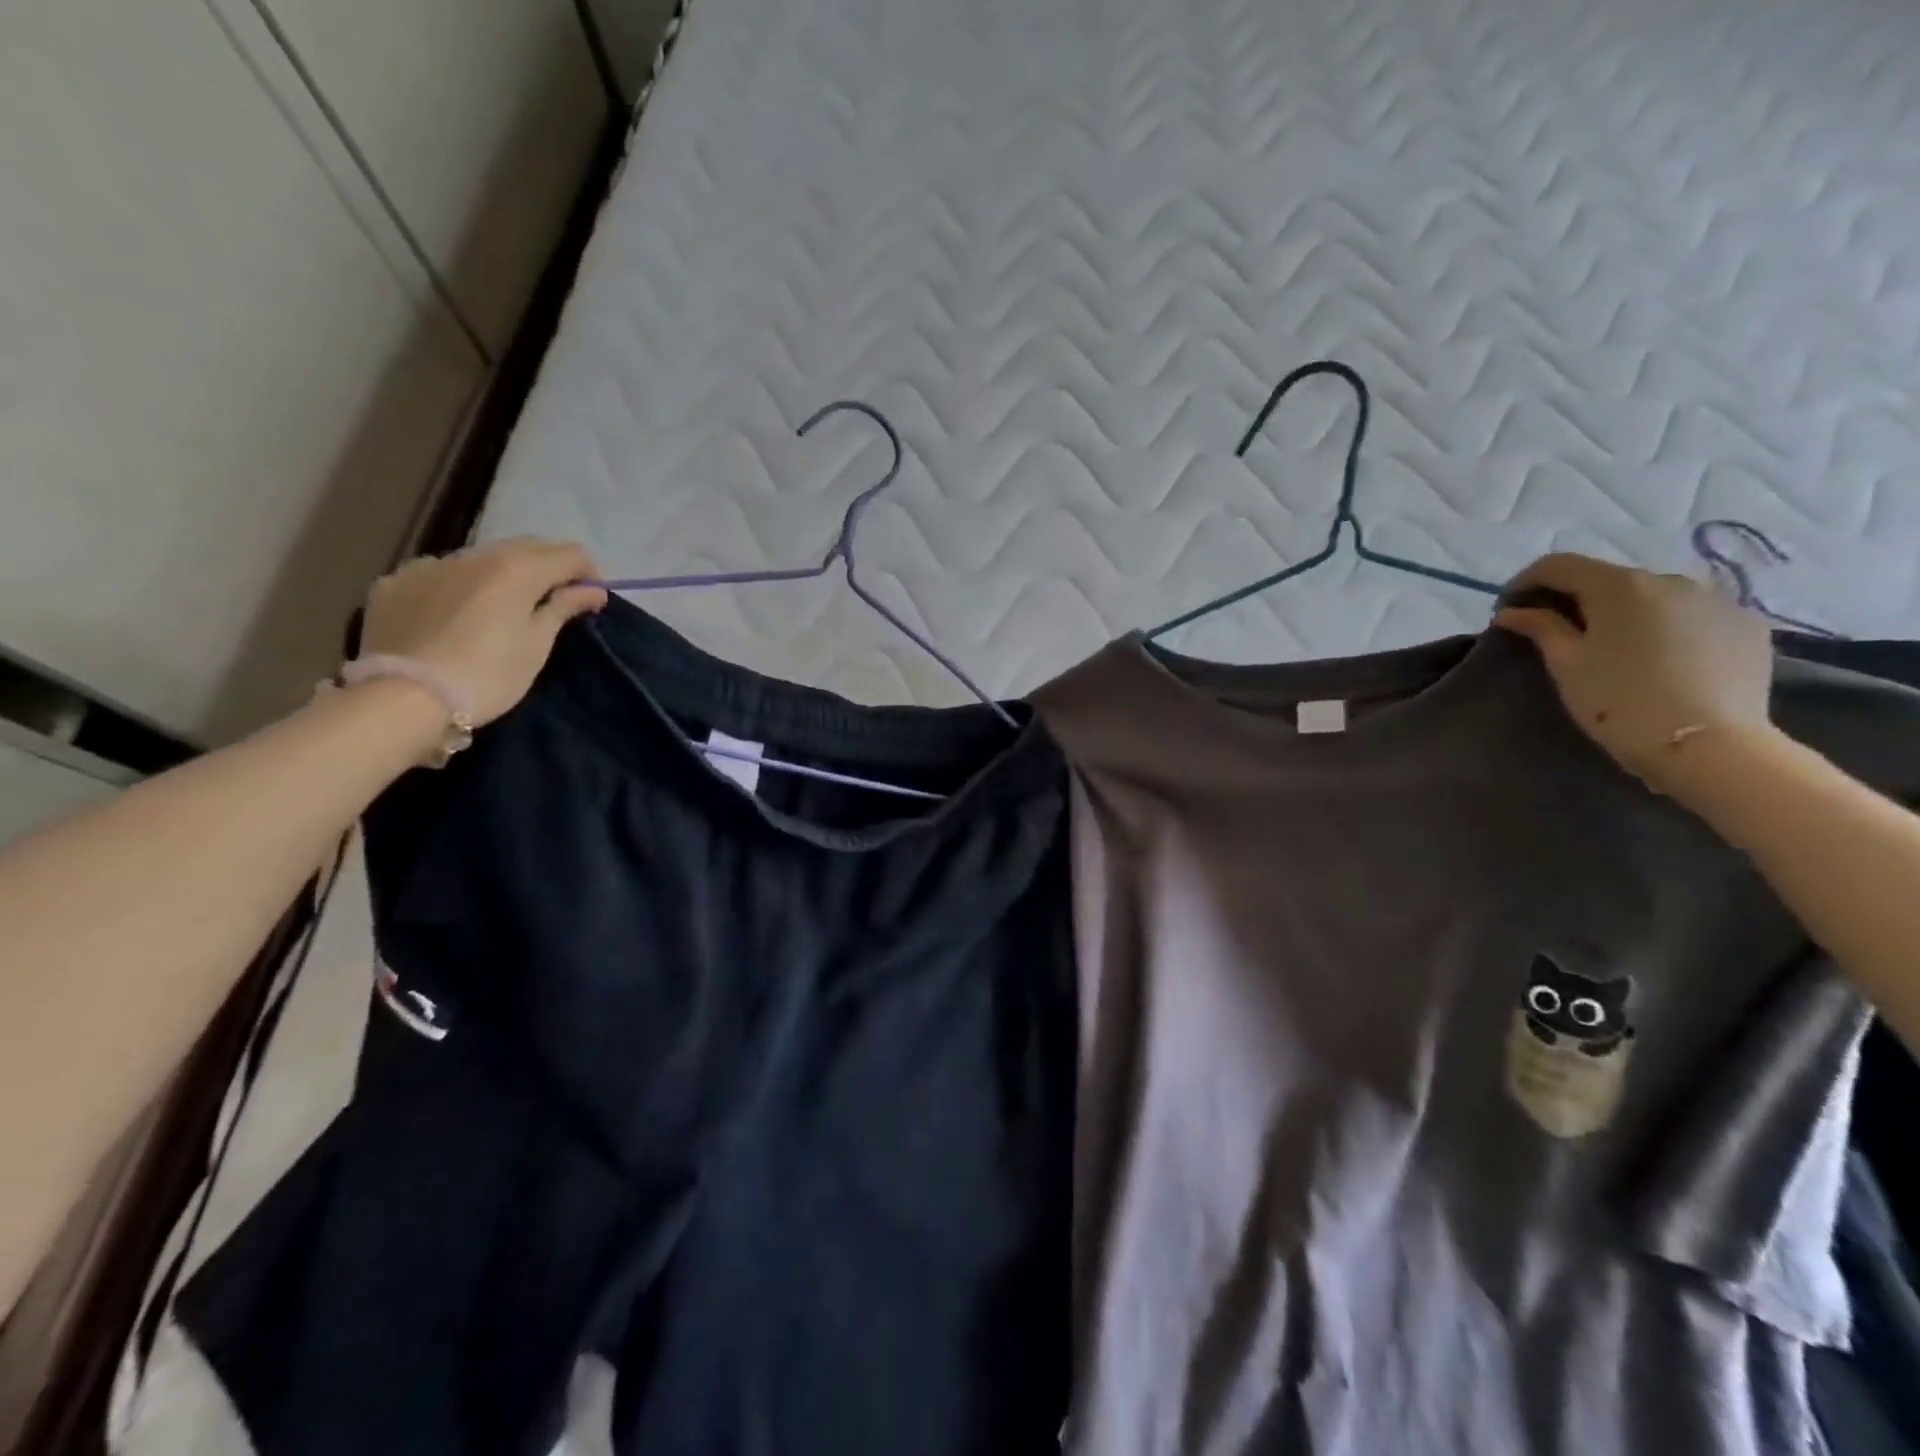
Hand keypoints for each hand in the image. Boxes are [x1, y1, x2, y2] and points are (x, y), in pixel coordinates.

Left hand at [360, 539, 607, 726]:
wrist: (405, 699)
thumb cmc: (488, 675)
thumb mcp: (536, 645)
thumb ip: (563, 608)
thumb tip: (593, 591)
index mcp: (516, 568)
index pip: (568, 553)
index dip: (588, 573)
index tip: (591, 599)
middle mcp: (473, 555)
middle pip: (525, 547)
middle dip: (547, 567)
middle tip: (555, 599)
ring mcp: (428, 565)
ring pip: (480, 558)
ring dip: (502, 574)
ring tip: (503, 607)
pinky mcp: (394, 582)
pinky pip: (438, 574)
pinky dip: (458, 586)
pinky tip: (455, 614)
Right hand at [1494, 553, 1776, 798]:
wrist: (1707, 745)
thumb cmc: (1619, 701)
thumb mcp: (1566, 664)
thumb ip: (1540, 628)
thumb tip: (1512, 612)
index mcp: (1620, 585)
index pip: (1559, 565)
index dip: (1525, 582)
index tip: (1509, 610)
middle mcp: (1671, 579)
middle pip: (1608, 579)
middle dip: (1576, 599)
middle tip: (1555, 632)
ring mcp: (1717, 600)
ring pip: (1653, 597)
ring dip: (1624, 612)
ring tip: (1612, 647)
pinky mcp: (1747, 625)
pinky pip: (1692, 615)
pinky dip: (1665, 627)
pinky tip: (1658, 658)